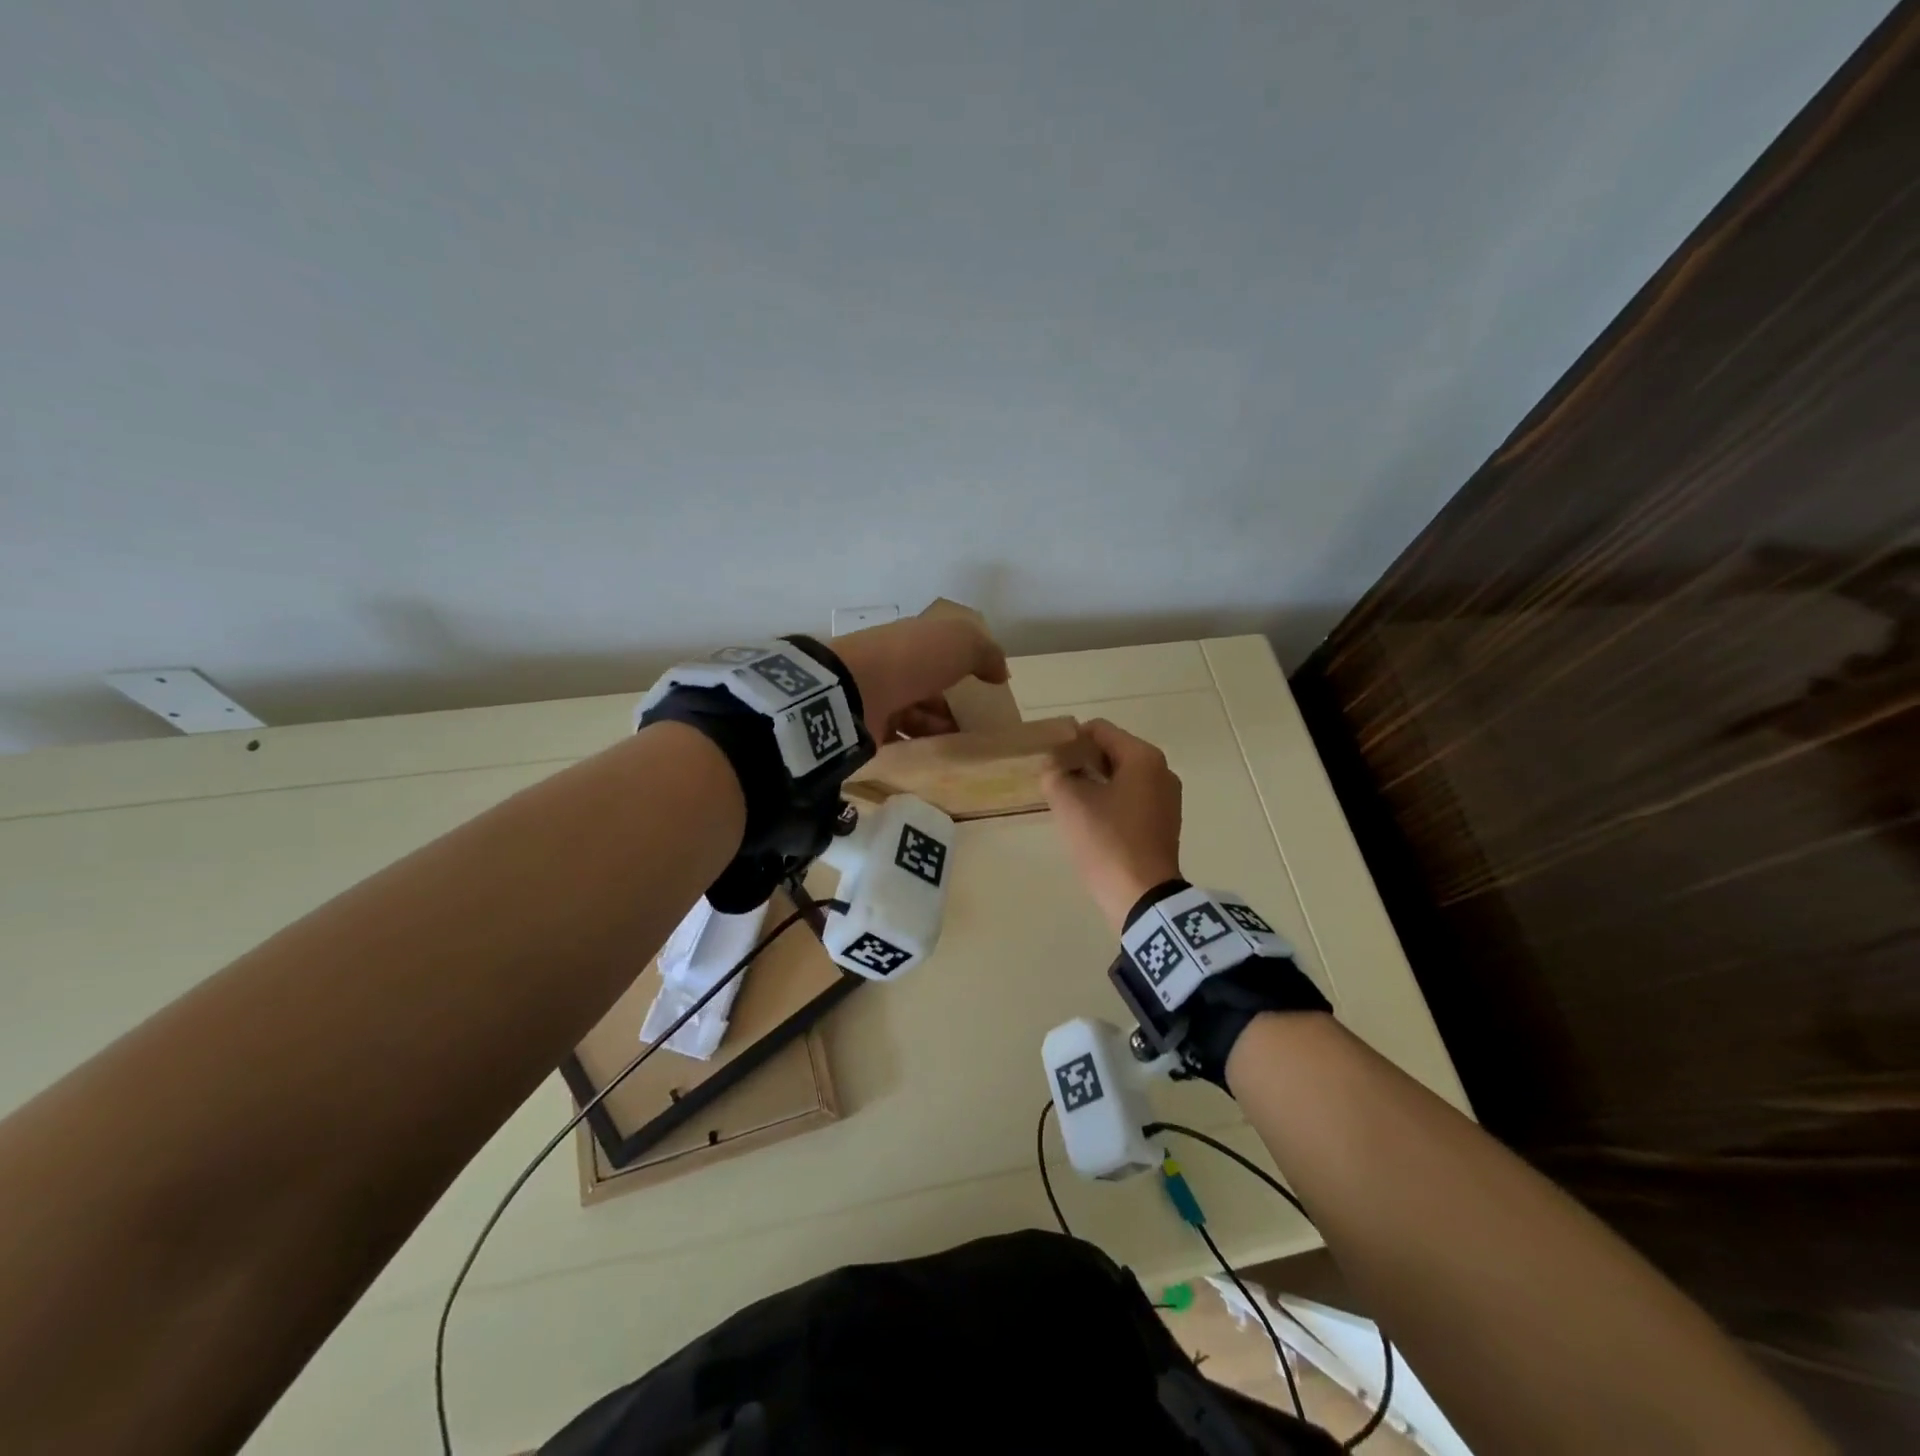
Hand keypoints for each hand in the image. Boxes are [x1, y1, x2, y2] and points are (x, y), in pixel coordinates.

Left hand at [829, 617, 1009, 742]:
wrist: (853, 691)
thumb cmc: (911, 660)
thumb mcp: (960, 643)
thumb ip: (986, 653)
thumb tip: (1001, 673)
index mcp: (911, 640)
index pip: (939, 652)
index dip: (962, 668)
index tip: (985, 690)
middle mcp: (893, 665)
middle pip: (928, 687)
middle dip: (952, 705)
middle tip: (978, 726)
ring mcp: (877, 697)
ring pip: (914, 715)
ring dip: (938, 728)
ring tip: (963, 745)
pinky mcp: (867, 728)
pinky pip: (900, 738)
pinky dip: (919, 747)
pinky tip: (938, 757)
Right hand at [1041, 719, 1183, 932]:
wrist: (1142, 896)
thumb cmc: (1107, 840)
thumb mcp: (1069, 802)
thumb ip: (1055, 774)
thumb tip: (1055, 767)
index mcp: (1143, 757)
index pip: (1099, 730)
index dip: (1070, 739)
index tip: (1049, 760)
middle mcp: (1162, 770)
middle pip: (1112, 751)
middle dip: (1081, 762)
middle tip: (1055, 781)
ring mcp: (1167, 798)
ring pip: (1121, 777)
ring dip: (1094, 783)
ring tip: (1069, 802)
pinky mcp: (1164, 823)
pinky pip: (1132, 799)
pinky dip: (1110, 801)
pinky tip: (1090, 821)